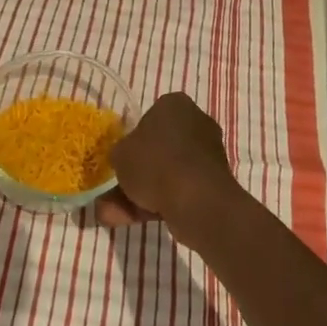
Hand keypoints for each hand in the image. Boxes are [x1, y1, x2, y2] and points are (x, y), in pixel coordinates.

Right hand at [97, 93, 246, 248]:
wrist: (196, 200)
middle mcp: (196, 123)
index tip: (122, 159)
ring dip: (141, 194)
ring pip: (166, 173)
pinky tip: (133, 220)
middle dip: (135, 174)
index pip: (150, 117)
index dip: (133, 140)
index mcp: (175, 105)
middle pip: (158, 150)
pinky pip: (179, 190)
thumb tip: (122, 160)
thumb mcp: (120, 154)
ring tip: (114, 215)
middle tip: (113, 193)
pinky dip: (158, 204)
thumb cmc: (155, 163)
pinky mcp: (213, 183)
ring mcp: (207, 154)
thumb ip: (119, 154)